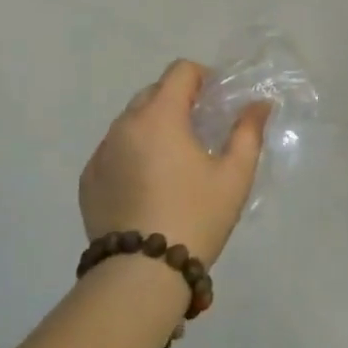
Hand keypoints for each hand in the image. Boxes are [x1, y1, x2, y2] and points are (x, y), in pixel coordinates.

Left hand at [80, 60, 270, 263]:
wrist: (141, 276)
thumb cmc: (195, 217)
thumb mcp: (234, 176)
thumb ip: (248, 132)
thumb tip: (259, 105)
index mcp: (159, 116)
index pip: (180, 71)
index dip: (203, 78)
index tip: (217, 102)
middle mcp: (124, 125)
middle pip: (153, 93)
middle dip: (178, 102)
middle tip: (200, 132)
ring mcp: (101, 153)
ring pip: (131, 122)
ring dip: (153, 128)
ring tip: (173, 163)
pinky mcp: (87, 180)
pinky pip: (113, 151)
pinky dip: (132, 154)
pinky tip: (148, 187)